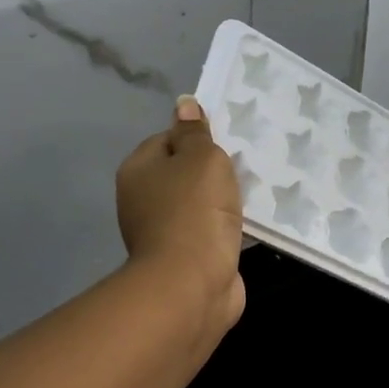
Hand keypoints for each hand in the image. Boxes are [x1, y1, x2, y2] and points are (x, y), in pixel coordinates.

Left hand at [115, 96, 245, 341]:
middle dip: (211, 172)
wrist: (192, 284)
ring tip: (251, 195)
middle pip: (181, 173)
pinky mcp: (183, 258)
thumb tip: (184, 104)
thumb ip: (195, 132)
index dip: (196, 139)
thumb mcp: (201, 158)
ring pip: (197, 204)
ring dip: (220, 202)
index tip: (225, 146)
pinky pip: (208, 231)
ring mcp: (161, 232)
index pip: (167, 140)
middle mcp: (142, 200)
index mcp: (138, 170)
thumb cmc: (195, 210)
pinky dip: (224, 228)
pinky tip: (246, 225)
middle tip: (243, 167)